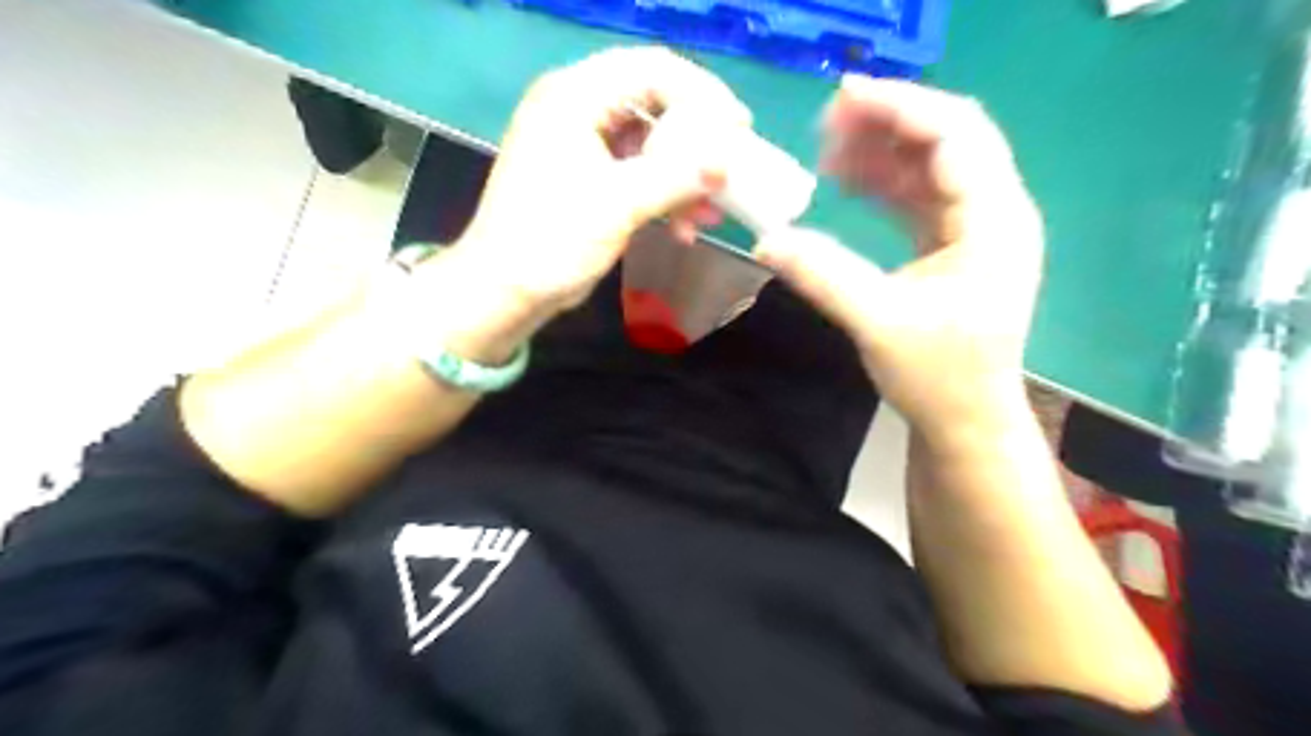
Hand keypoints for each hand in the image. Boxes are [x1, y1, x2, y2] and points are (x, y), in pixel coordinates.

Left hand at [442, 46, 747, 317]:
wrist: (505, 290)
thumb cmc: (552, 240)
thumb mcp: (619, 205)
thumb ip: (676, 178)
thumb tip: (727, 162)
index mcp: (574, 97)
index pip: (651, 69)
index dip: (702, 93)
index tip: (739, 128)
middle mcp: (577, 110)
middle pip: (654, 104)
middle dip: (695, 142)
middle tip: (729, 168)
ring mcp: (582, 145)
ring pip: (649, 144)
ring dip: (682, 177)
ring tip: (710, 212)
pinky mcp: (588, 178)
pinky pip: (636, 173)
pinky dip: (662, 195)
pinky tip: (683, 227)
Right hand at [758, 77, 1046, 443]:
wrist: (966, 421)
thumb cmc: (938, 377)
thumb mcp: (877, 323)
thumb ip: (823, 275)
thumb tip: (766, 240)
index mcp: (994, 222)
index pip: (955, 136)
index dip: (900, 107)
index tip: (841, 97)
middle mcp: (995, 213)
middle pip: (947, 140)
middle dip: (887, 123)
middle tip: (825, 125)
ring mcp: (976, 229)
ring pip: (931, 166)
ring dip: (881, 151)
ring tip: (826, 153)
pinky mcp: (954, 246)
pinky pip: (919, 196)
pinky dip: (883, 184)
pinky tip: (846, 183)